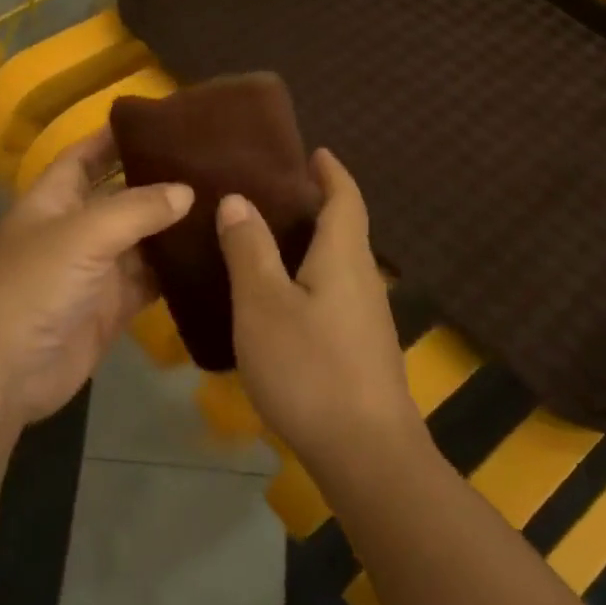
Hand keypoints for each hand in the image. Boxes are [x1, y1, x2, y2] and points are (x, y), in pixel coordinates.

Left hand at [0, 130, 192, 433]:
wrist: (8, 370)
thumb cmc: (36, 286)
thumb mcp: (84, 234)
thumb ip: (137, 209)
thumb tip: (187, 191)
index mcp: (54, 200)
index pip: (85, 156)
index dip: (114, 137)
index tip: (161, 120)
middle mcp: (75, 229)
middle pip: (121, 196)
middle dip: (157, 181)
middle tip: (210, 163)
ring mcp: (96, 270)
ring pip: (142, 240)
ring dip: (174, 227)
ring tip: (224, 203)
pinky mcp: (114, 306)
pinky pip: (150, 280)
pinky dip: (176, 270)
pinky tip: (214, 254)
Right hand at [217, 150, 423, 480]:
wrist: (366, 452)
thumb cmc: (309, 368)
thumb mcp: (263, 304)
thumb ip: (249, 249)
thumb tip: (239, 200)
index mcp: (344, 256)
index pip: (344, 198)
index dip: (330, 171)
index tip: (313, 152)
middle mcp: (363, 279)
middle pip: (344, 229)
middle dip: (316, 205)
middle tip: (270, 193)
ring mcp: (367, 318)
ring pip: (337, 265)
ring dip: (310, 245)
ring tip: (264, 241)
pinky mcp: (361, 350)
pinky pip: (333, 295)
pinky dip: (308, 279)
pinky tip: (279, 301)